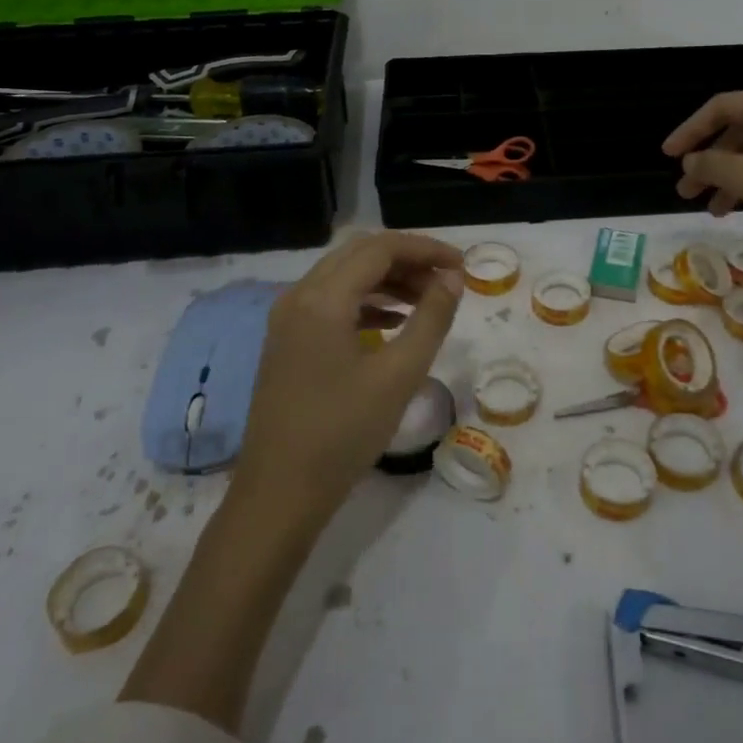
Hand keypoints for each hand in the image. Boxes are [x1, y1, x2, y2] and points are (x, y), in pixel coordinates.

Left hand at [232, 232, 464, 530]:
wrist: (279, 494)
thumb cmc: (343, 433)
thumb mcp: (399, 375)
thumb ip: (431, 318)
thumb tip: (452, 278)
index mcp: (322, 298)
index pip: (381, 248)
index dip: (426, 249)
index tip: (462, 264)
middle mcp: (299, 296)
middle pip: (360, 255)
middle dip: (408, 260)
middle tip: (447, 281)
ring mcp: (288, 319)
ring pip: (345, 277)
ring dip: (388, 280)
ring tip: (428, 301)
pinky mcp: (287, 342)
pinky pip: (332, 303)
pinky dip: (367, 302)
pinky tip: (395, 322)